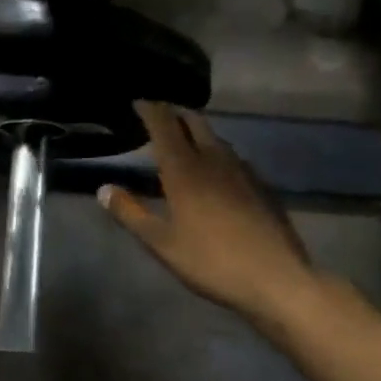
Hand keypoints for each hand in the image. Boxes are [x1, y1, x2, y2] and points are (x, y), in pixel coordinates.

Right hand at [100, 103, 319, 326]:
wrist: (276, 278)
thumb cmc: (211, 261)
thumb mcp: (161, 243)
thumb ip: (130, 213)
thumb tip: (104, 189)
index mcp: (185, 169)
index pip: (164, 125)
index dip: (150, 109)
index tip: (137, 101)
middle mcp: (214, 160)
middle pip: (194, 122)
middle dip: (175, 112)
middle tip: (158, 114)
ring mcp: (242, 171)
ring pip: (216, 138)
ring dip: (197, 131)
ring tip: (183, 139)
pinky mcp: (261, 186)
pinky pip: (233, 157)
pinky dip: (216, 152)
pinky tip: (215, 171)